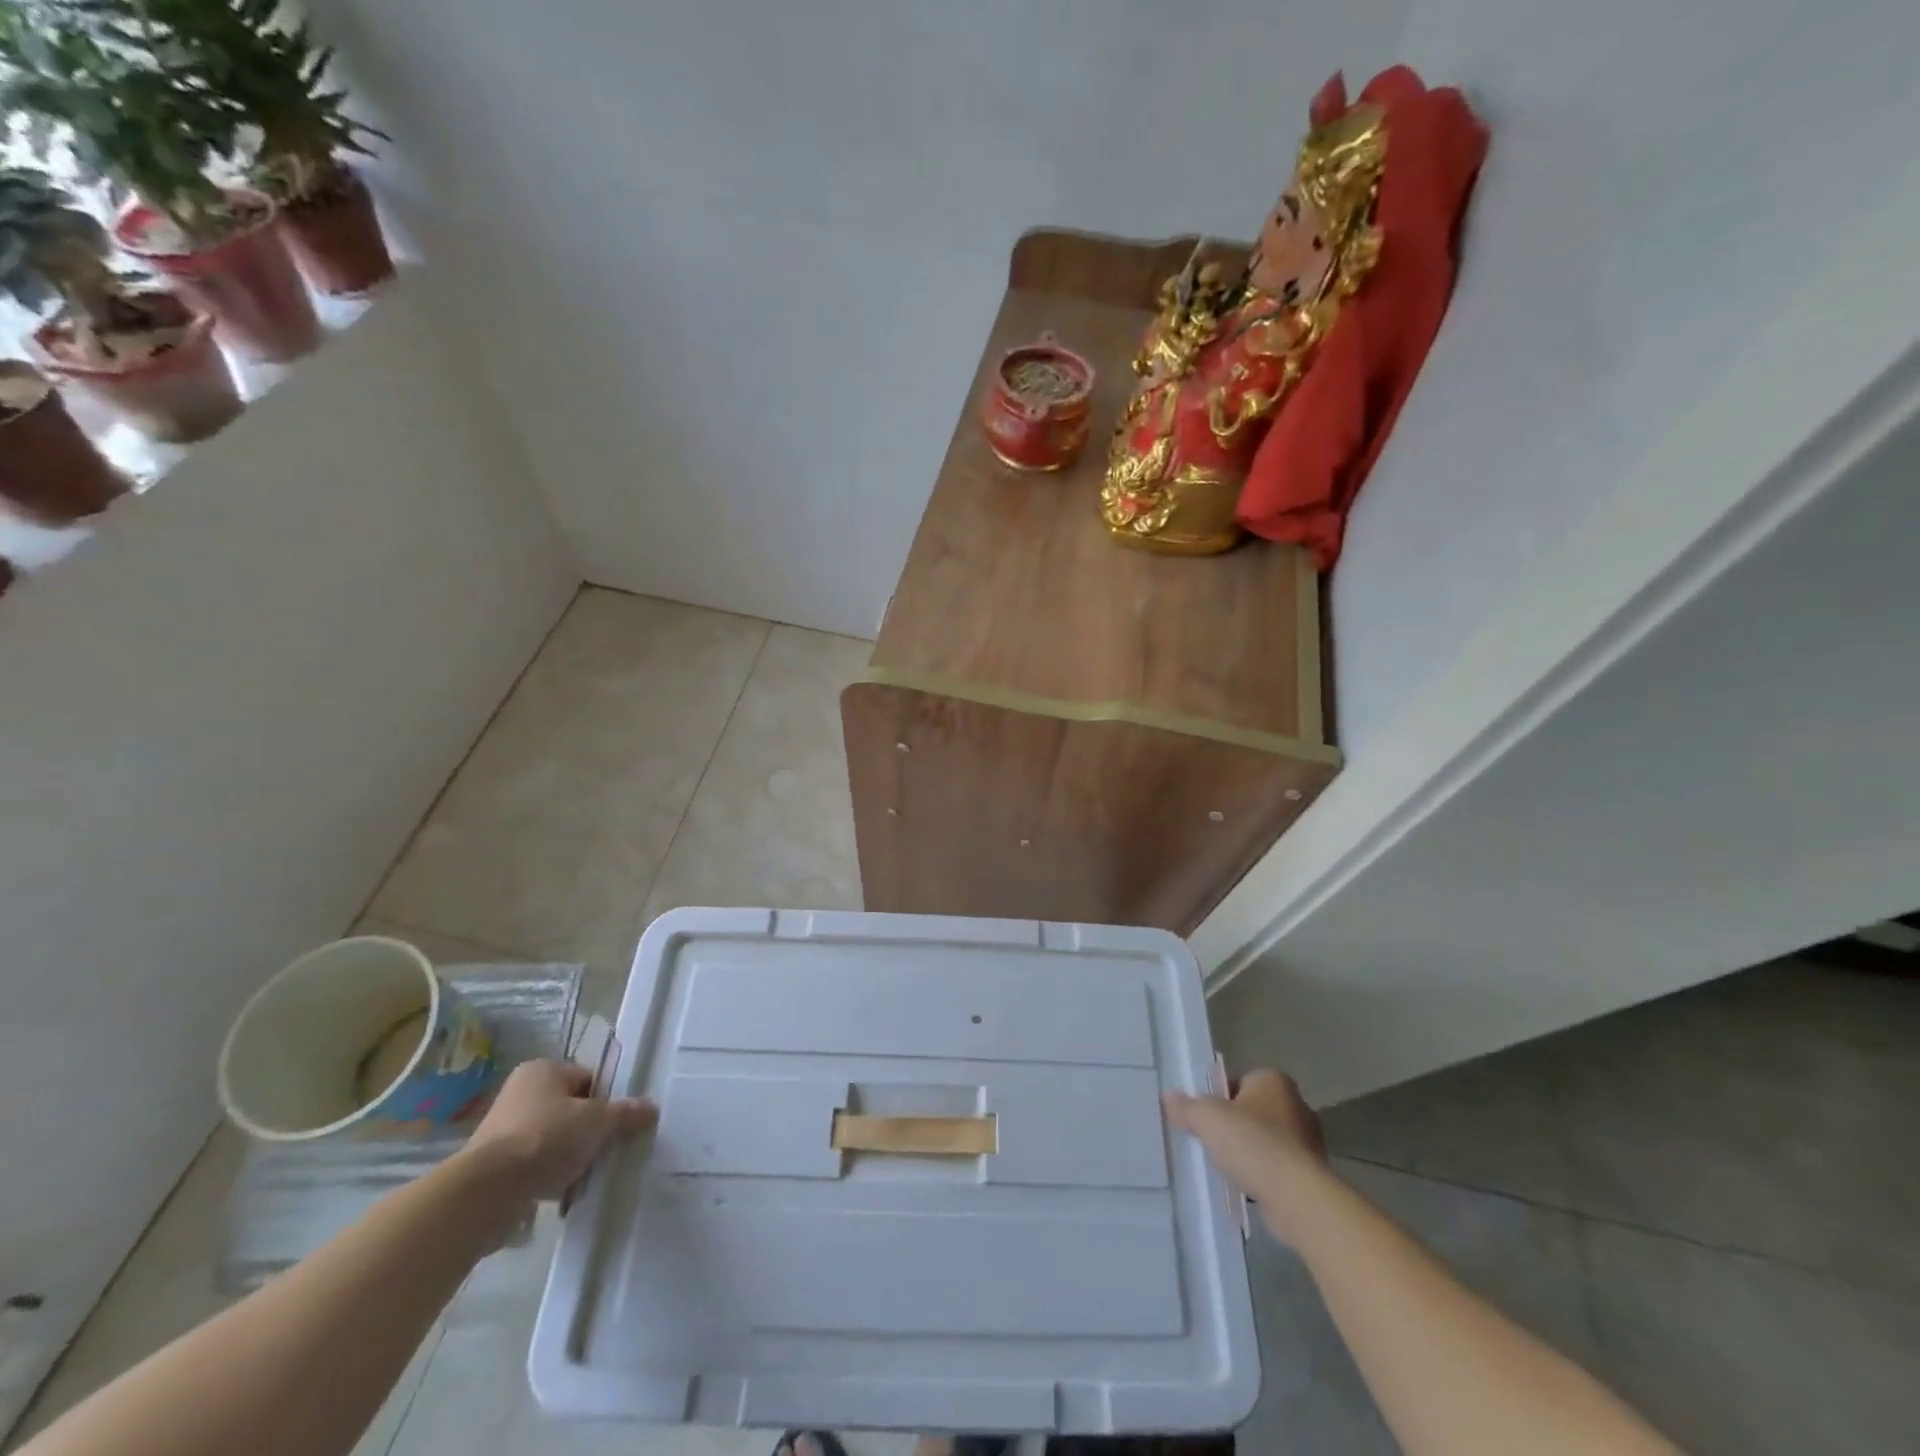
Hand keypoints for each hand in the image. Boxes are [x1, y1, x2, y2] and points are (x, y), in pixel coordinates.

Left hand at [457, 1059, 657, 1203]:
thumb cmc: (546, 1138)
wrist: (487, 1192)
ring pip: (554, 1139)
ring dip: (571, 1156)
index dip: (607, 1100)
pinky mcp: (494, 1166)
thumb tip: (651, 1108)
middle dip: (590, 1131)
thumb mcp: (597, 1121)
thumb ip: (625, 1113)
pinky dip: (551, 1177)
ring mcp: (504, 1130)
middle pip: (571, 1109)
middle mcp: (521, 1093)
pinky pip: (535, 1165)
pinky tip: (565, 1193)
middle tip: (608, 1149)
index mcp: (544, 1070)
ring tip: (588, 1173)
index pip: (588, 1078)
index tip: (619, 1123)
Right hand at [1164, 1068, 1325, 1206]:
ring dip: (1250, 1152)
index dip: (1219, 1098)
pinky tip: (1247, 1186)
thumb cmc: (1251, 1143)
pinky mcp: (1313, 1173)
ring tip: (1227, 1168)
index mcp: (1272, 1080)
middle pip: (1253, 1110)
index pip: (1239, 1082)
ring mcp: (1309, 1140)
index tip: (1206, 1118)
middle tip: (1212, 1141)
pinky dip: (1264, 1174)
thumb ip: (1186, 1106)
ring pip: (1267, 1140)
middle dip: (1235, 1126)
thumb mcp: (1206, 1118)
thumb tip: (1169, 1098)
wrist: (1296, 1197)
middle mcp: (1296, 1103)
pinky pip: (1278, 1167)